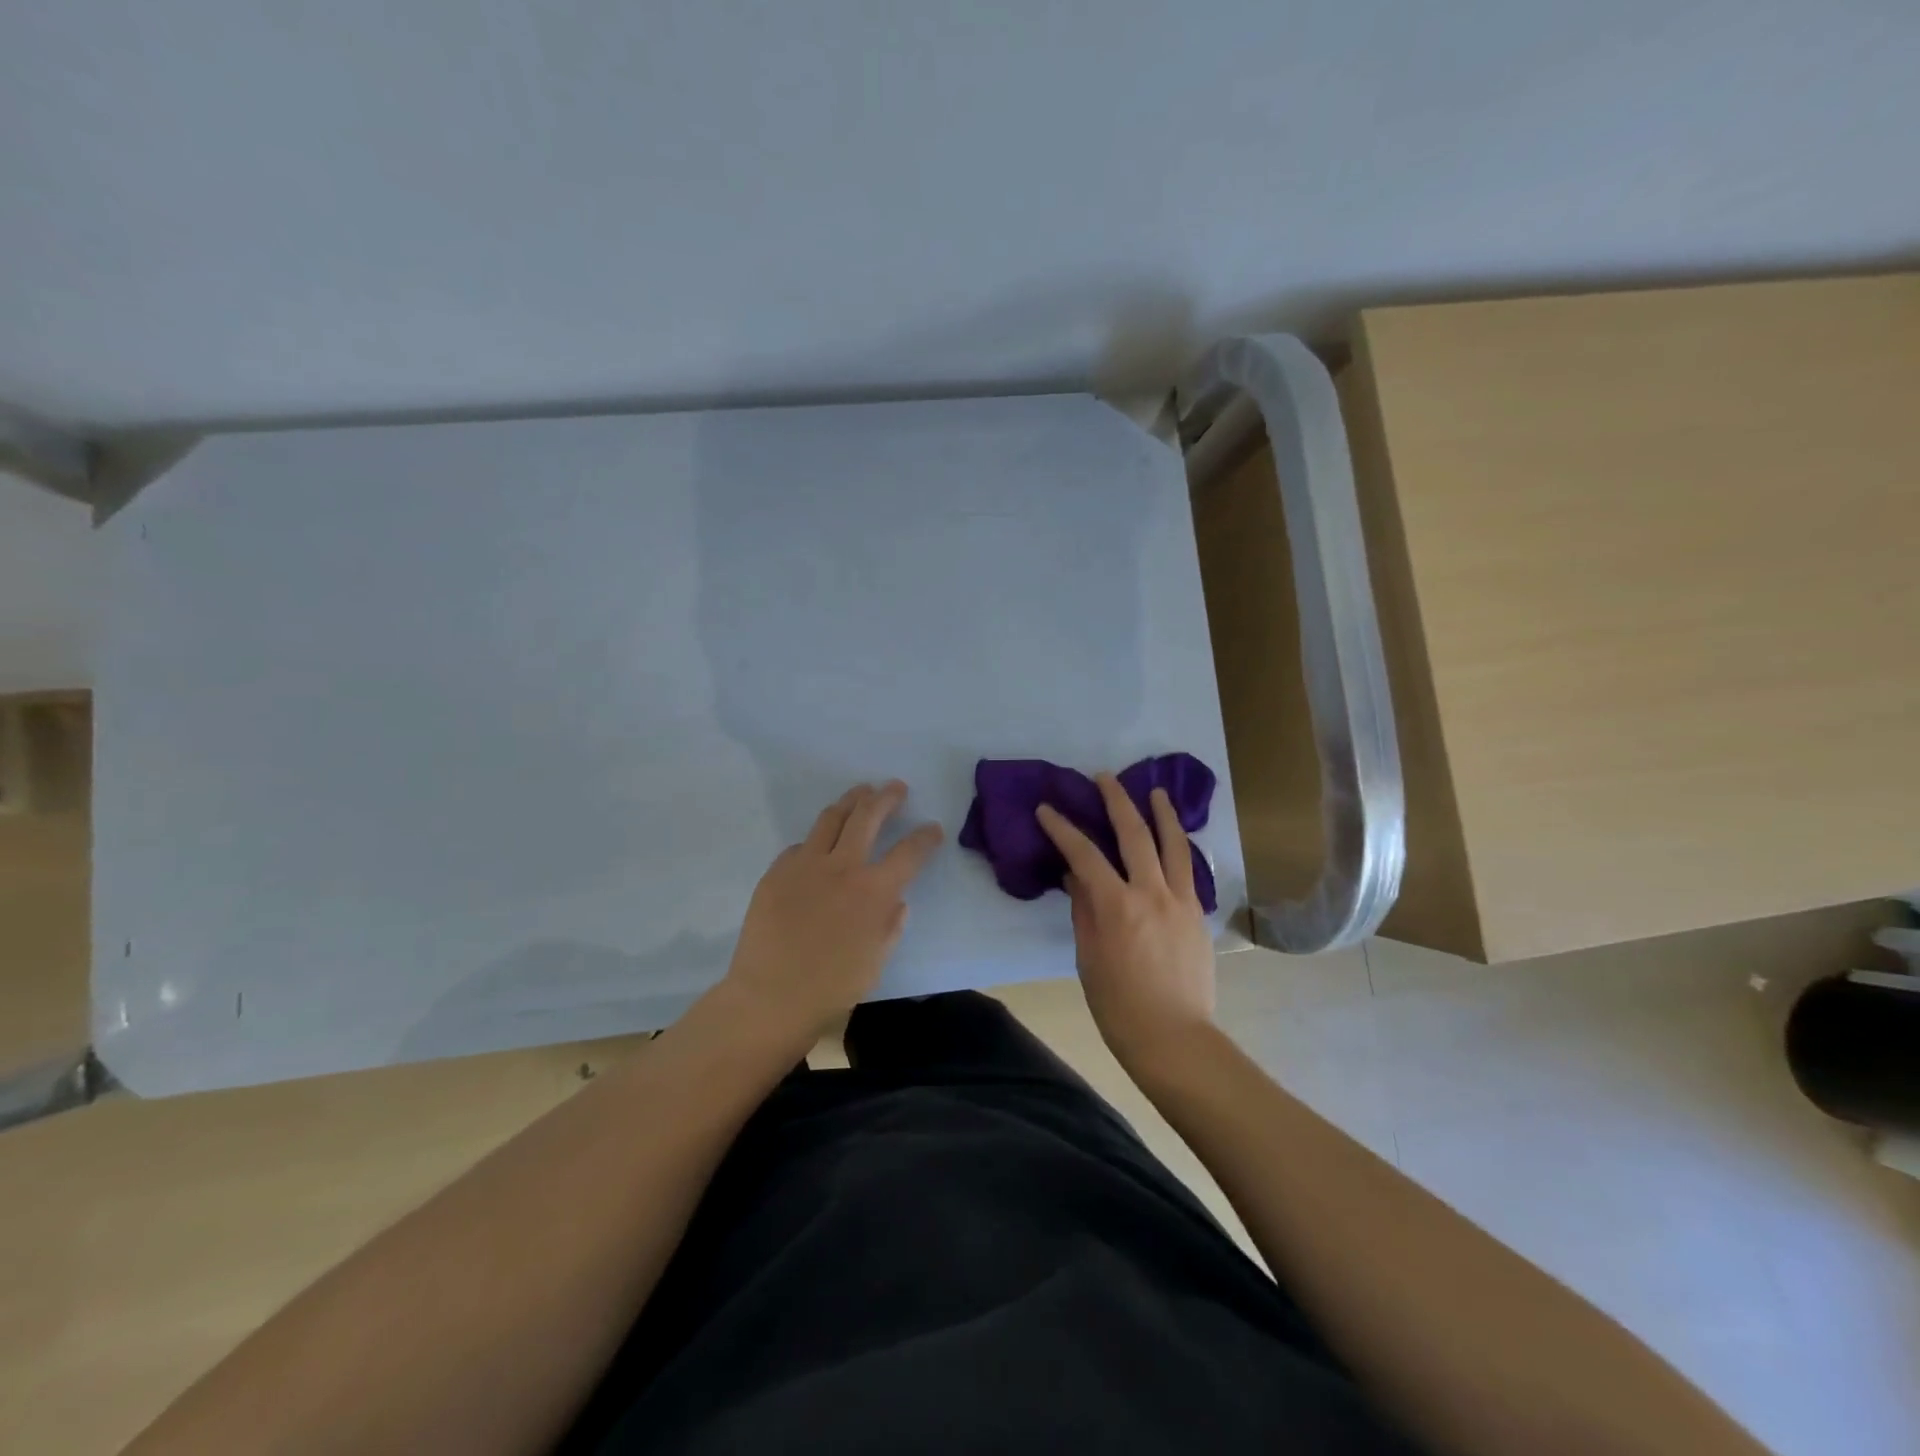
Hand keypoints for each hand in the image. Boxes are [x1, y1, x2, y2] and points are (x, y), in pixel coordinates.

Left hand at [723, 781, 943, 1042]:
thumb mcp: (877, 961)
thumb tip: (896, 901)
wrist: (770, 997)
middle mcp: (842, 867)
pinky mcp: (777, 871)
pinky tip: (820, 843)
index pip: (909, 852)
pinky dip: (817, 840)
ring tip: (861, 792)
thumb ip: (890, 925)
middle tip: (895, 787)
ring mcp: (805, 864)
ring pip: (831, 818)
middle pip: (868, 816)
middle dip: (886, 798)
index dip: (925, 837)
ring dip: (851, 801)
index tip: (933, 828)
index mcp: (874, 891)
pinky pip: (801, 845)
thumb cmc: (832, 987)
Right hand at [1036, 774, 1215, 1067]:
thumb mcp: (1088, 956)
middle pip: (1134, 833)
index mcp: (1117, 905)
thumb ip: (1084, 909)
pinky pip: (1189, 870)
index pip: (1083, 853)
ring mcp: (1181, 901)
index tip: (1047, 809)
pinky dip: (1179, 847)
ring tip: (1155, 792)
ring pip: (1173, 844)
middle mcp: (1151, 892)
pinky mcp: (1198, 914)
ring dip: (1162, 814)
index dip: (1062, 827)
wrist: (1174, 1037)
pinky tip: (1175, 840)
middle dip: (1116, 801)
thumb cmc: (1118, 1004)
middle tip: (1104, 778)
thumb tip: (1077, 876)